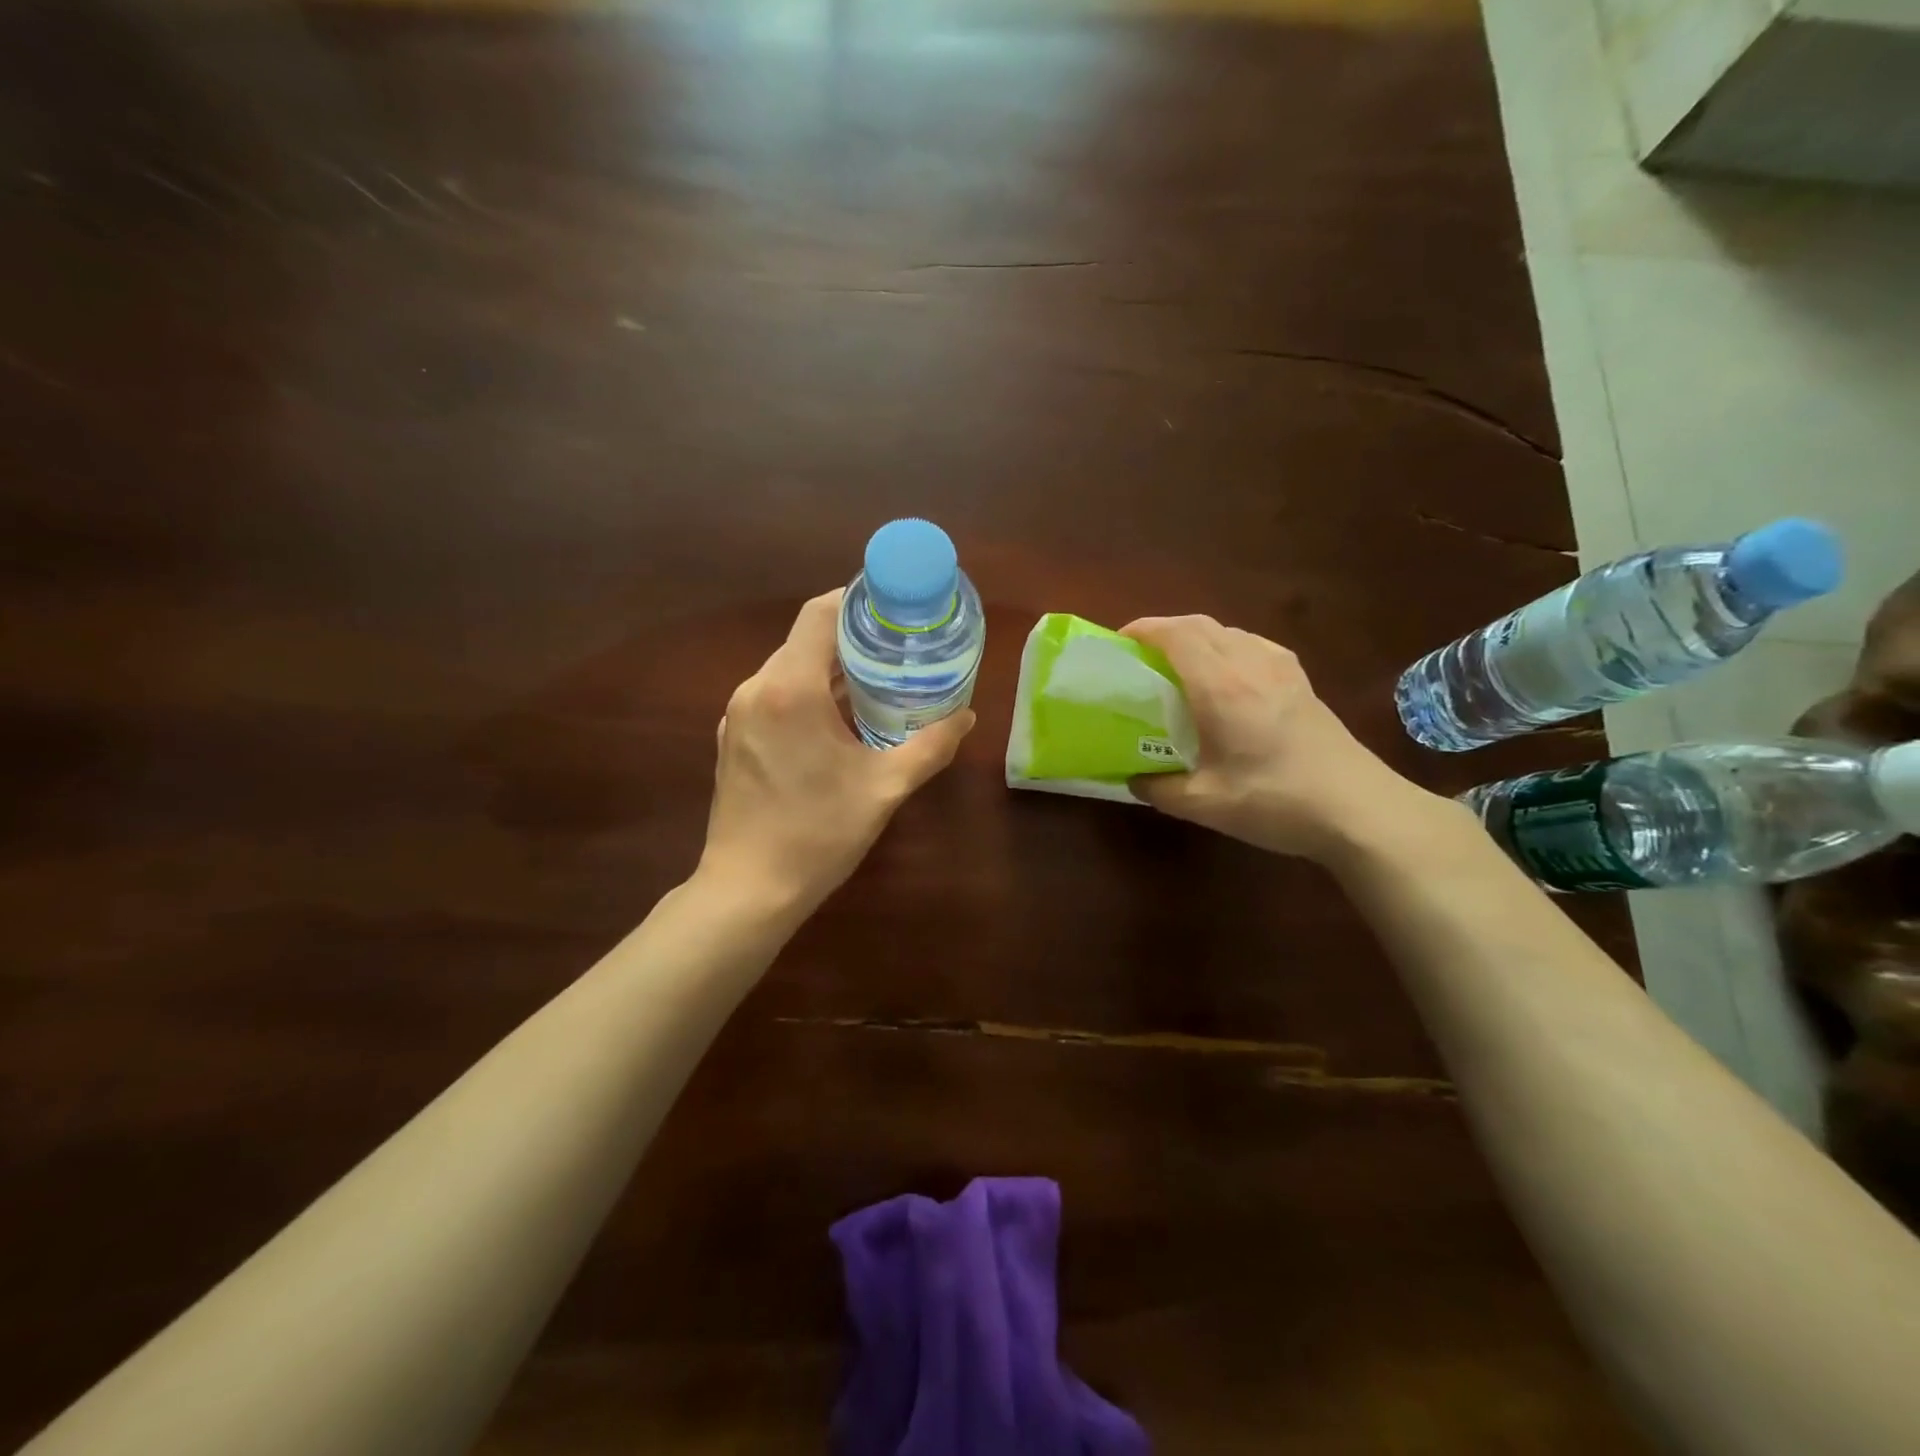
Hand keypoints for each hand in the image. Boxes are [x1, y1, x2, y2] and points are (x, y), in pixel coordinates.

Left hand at [699, 590, 975, 913]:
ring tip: (876, 681)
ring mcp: (738, 714)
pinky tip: (837, 720)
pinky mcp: (733, 738)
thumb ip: (931, 746)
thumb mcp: (885, 788)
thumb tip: (967, 716)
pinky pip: (774, 696)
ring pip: (788, 668)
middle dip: (851, 637)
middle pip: (805, 639)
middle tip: (899, 647)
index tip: (893, 606)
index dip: (856, 599)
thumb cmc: (818, 834)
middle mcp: (756, 689)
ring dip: (830, 668)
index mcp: (790, 689)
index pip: (819, 613)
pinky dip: (807, 694)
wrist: (748, 889)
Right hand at [1120, 615, 1439, 863]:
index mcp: (1221, 686)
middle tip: (1141, 657)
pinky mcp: (1302, 681)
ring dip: (1197, 638)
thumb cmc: (1276, 802)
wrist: (1360, 810)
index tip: (1119, 644)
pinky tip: (1226, 679)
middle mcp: (1250, 664)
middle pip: (1201, 624)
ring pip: (1229, 632)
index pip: (1176, 634)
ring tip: (1178, 667)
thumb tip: (1134, 779)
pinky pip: (1254, 646)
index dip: (1143, 630)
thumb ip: (1159, 788)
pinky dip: (1227, 648)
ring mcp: (1282, 669)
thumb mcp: (1205, 804)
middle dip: (1165, 631)